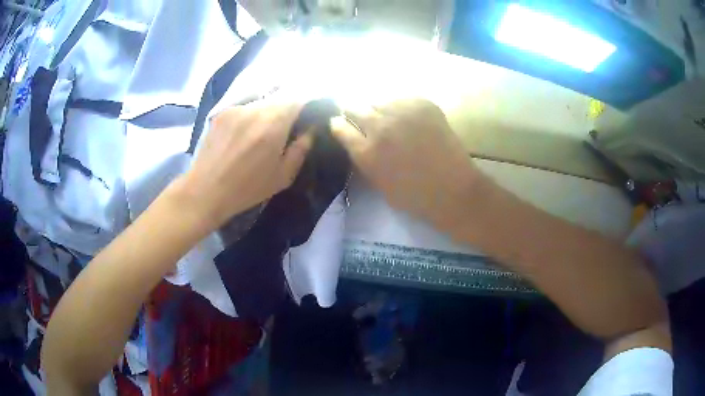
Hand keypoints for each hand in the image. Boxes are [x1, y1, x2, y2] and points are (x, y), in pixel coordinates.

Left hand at [174, 97, 311, 230]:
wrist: (206, 190)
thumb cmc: (247, 188)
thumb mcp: (283, 176)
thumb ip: (300, 150)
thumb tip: (309, 131)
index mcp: (274, 124)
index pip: (298, 98)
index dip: (306, 102)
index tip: (308, 113)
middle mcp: (255, 108)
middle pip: (280, 95)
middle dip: (287, 105)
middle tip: (287, 123)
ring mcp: (236, 108)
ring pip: (261, 99)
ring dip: (268, 109)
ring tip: (263, 128)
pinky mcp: (222, 111)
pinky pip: (244, 105)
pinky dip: (251, 112)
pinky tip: (245, 130)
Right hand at [330, 99, 480, 227]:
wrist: (453, 189)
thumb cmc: (414, 196)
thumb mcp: (377, 183)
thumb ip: (363, 158)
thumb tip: (356, 139)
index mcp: (366, 152)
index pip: (339, 127)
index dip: (339, 125)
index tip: (342, 125)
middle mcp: (379, 127)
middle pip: (354, 107)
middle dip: (354, 112)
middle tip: (364, 119)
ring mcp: (402, 112)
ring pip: (379, 101)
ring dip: (380, 110)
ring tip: (392, 121)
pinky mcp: (423, 104)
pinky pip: (403, 99)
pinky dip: (402, 108)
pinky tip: (411, 120)